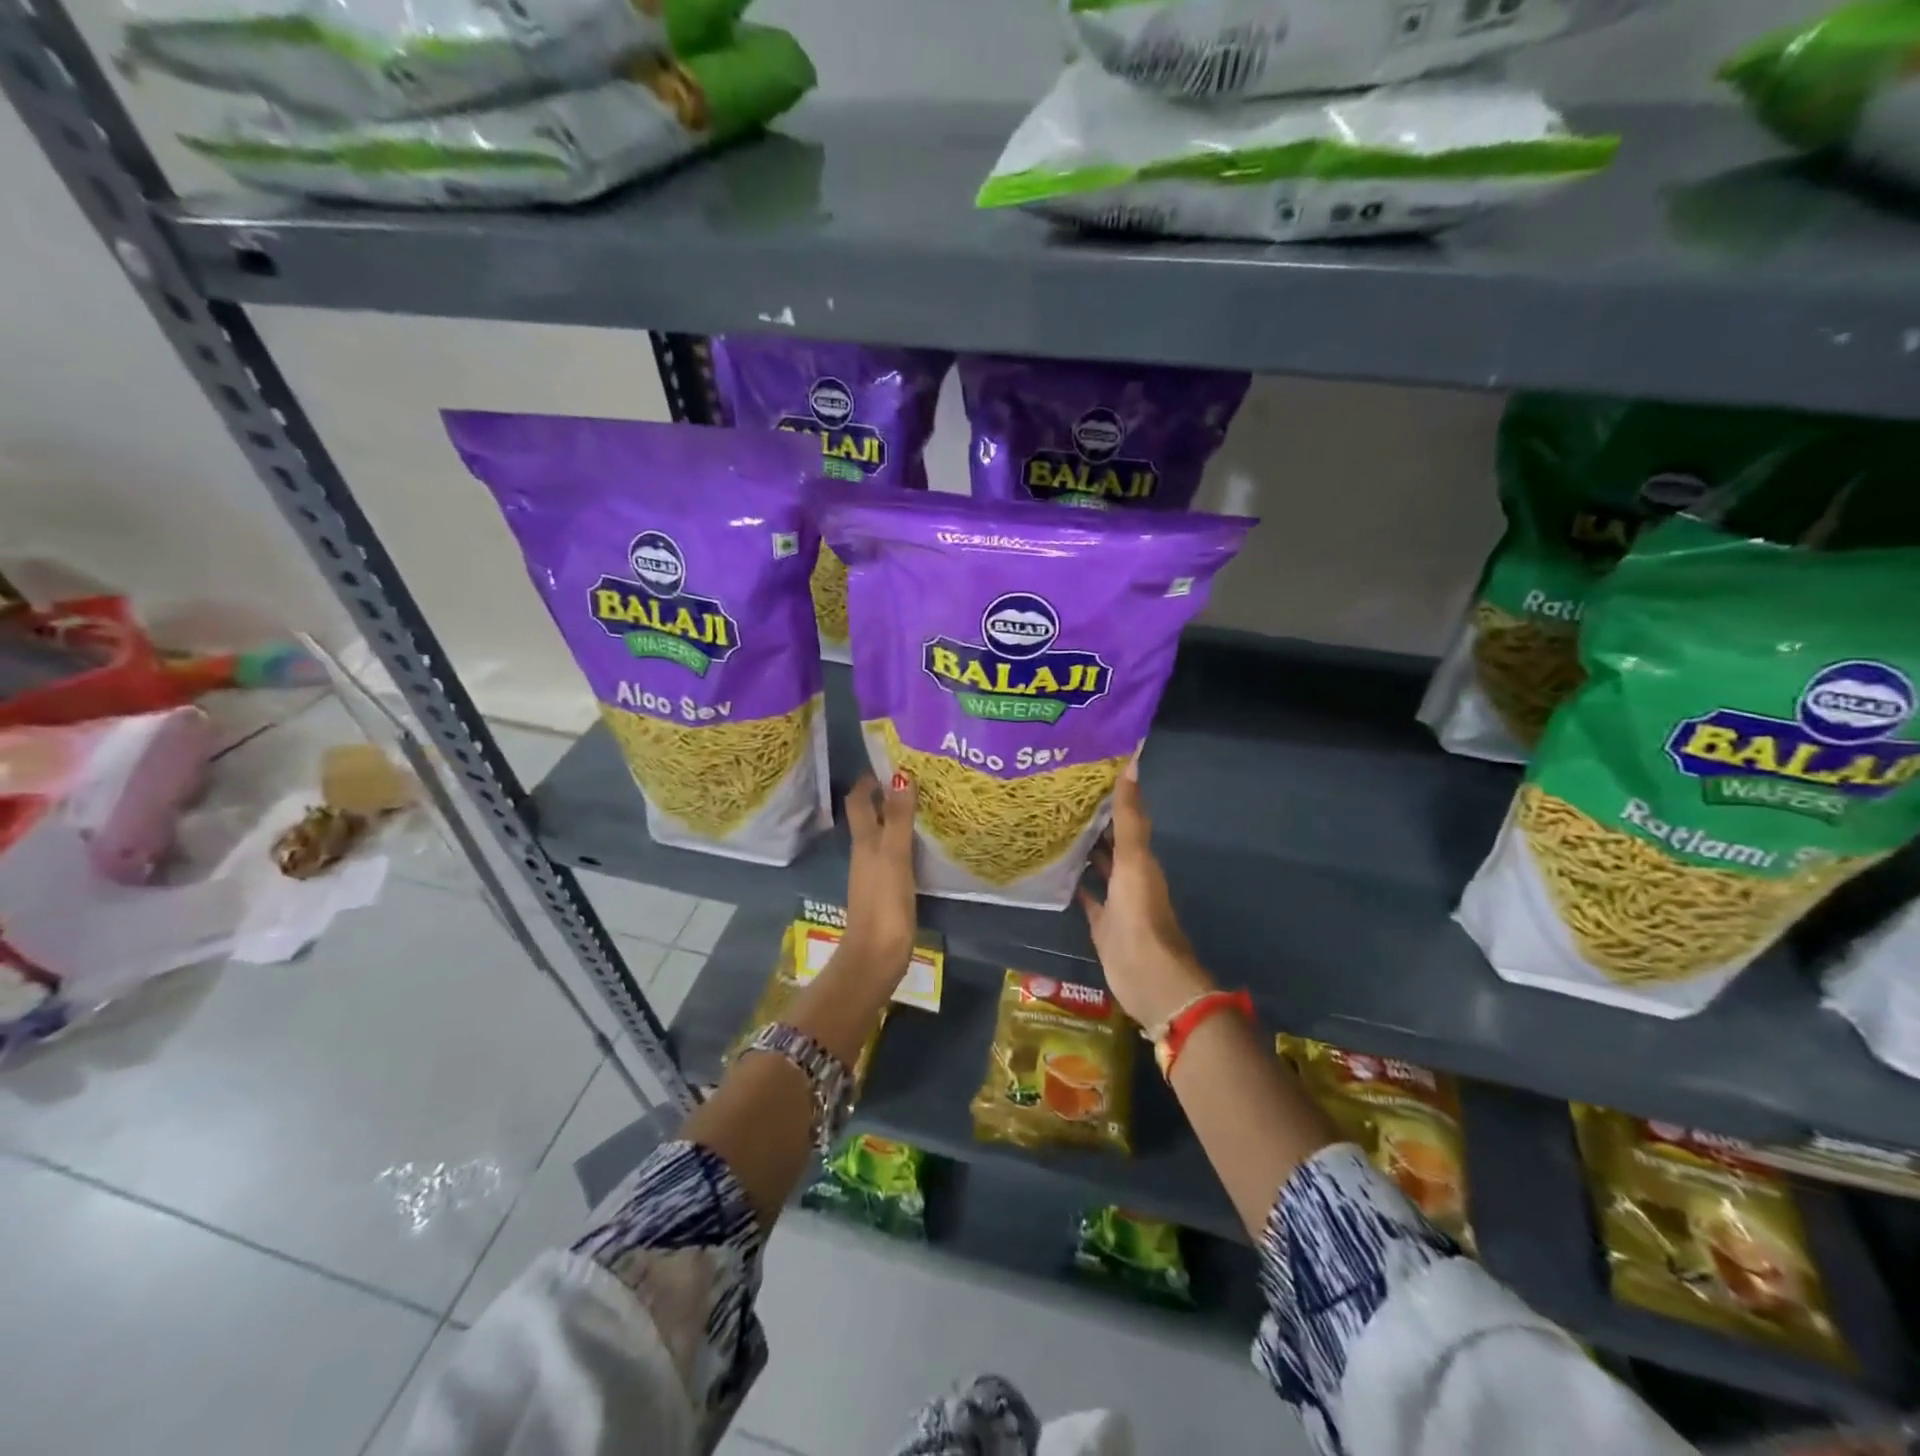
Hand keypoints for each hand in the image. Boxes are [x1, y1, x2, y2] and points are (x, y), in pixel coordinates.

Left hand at [841, 771, 917, 977]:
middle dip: (884, 796)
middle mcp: (865, 853)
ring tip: (924, 805)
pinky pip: (894, 855)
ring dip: (896, 818)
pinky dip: (904, 842)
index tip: (891, 762)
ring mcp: (875, 873)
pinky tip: (923, 844)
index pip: (859, 801)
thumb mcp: (893, 855)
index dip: (869, 781)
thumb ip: (897, 818)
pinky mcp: (887, 891)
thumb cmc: (884, 902)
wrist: (877, 955)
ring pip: (881, 835)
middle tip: (913, 780)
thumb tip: (900, 775)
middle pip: (869, 817)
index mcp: (864, 841)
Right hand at [1079, 763, 1212, 1028]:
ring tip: (1051, 825)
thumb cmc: (1141, 913)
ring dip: (1082, 848)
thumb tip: (1133, 765)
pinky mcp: (1101, 922)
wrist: (1147, 975)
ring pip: (1098, 866)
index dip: (1111, 796)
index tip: (1084, 772)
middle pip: (1110, 840)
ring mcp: (1115, 899)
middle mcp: (1129, 873)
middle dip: (1092, 820)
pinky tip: (1054, 870)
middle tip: (1058, 795)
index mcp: (1140, 857)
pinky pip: (1086, 896)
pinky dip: (1074, 882)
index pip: (1126, 818)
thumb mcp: (1133, 860)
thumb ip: (1130, 818)